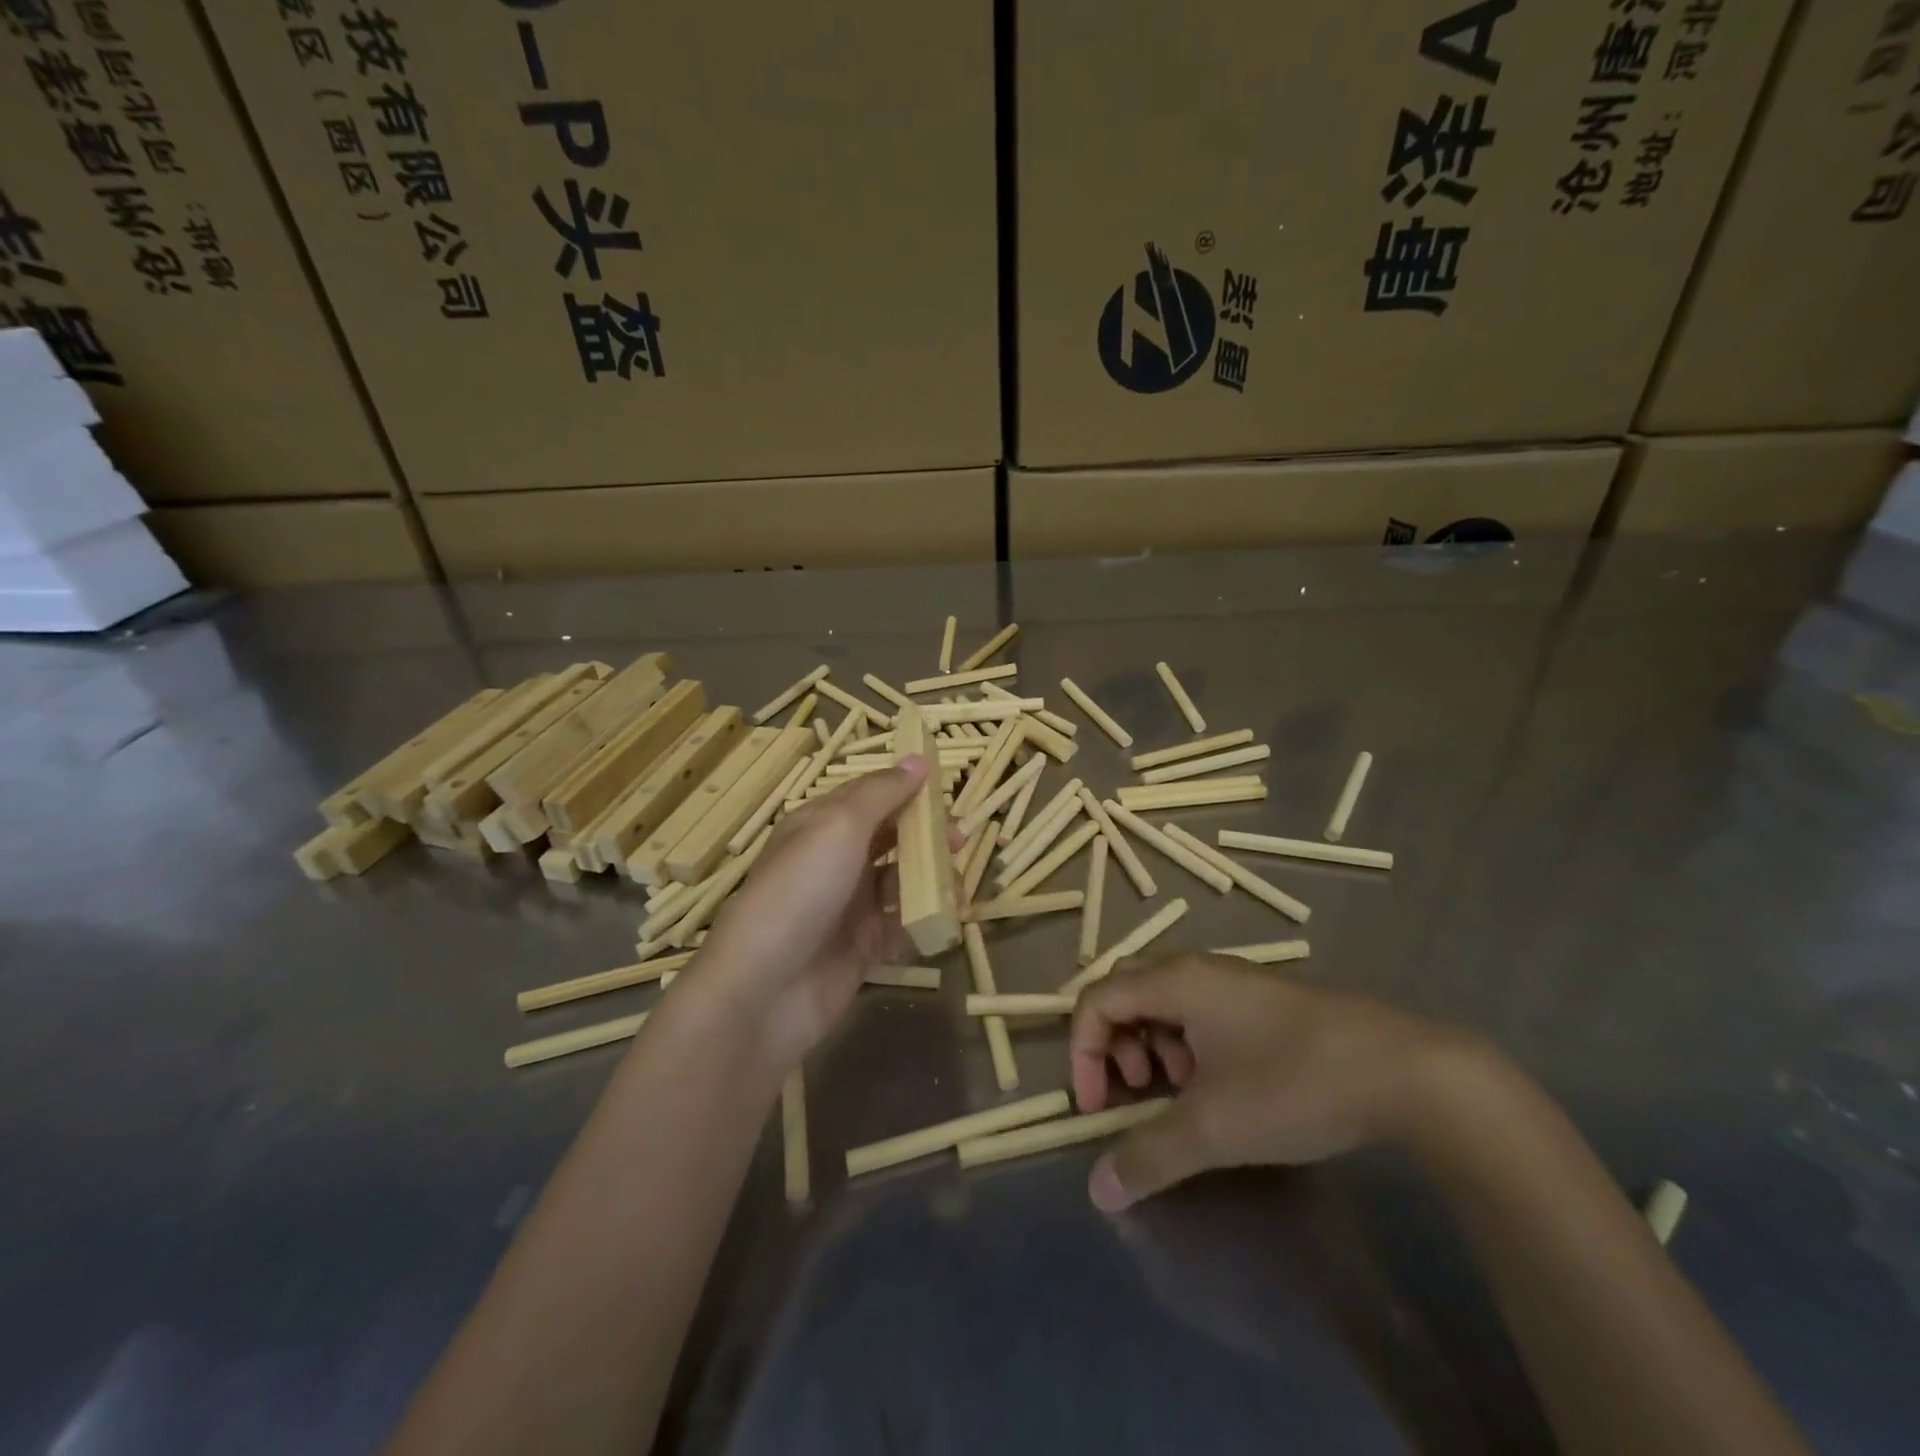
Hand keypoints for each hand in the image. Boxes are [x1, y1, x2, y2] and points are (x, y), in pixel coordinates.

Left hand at [698, 757, 932, 1070]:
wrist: (764, 989)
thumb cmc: (800, 892)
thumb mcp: (839, 827)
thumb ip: (881, 793)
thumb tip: (918, 760)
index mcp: (819, 825)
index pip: (869, 796)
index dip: (905, 789)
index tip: (945, 789)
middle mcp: (833, 862)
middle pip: (888, 838)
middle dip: (923, 835)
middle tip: (958, 839)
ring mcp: (848, 907)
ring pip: (899, 881)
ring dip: (929, 877)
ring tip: (957, 879)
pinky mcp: (862, 948)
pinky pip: (901, 925)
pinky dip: (924, 919)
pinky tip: (946, 915)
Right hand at [1070, 955, 1464, 1211]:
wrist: (1406, 1071)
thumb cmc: (1294, 1084)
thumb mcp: (1213, 1129)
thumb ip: (1149, 1157)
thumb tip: (1098, 1191)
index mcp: (1176, 981)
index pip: (1096, 1000)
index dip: (1082, 1053)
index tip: (1098, 1109)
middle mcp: (1197, 969)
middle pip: (1125, 993)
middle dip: (1114, 1045)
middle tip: (1134, 1092)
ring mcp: (1232, 982)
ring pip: (1162, 1003)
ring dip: (1151, 1047)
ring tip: (1179, 1094)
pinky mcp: (1260, 1002)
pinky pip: (1197, 1013)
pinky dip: (1186, 1046)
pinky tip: (1218, 1087)